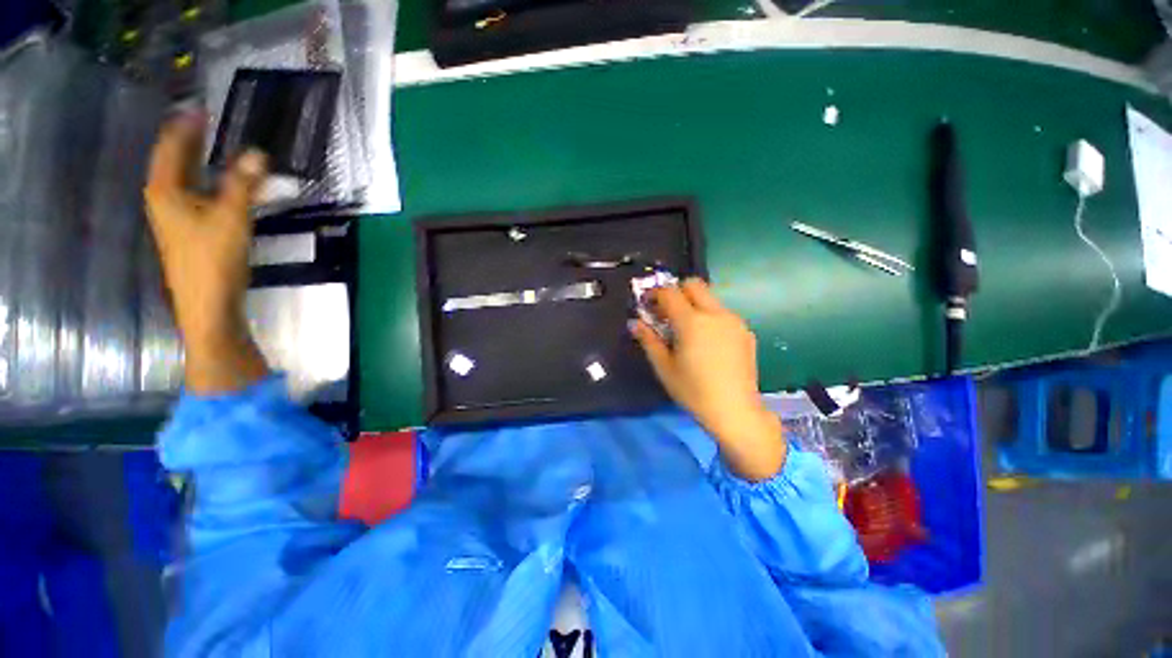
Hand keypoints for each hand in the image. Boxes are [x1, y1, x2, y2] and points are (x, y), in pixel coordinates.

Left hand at [144, 112, 269, 393]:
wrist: (208, 306)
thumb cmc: (213, 260)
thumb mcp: (232, 218)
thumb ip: (244, 185)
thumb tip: (258, 153)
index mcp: (165, 190)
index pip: (171, 147)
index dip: (185, 126)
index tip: (200, 108)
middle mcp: (165, 200)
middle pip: (175, 162)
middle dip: (190, 141)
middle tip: (209, 123)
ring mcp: (176, 218)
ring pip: (186, 180)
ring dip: (201, 162)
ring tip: (218, 148)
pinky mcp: (190, 233)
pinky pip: (197, 196)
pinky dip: (210, 183)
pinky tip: (225, 185)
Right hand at [633, 278, 785, 480]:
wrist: (735, 411)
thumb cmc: (693, 391)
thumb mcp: (664, 367)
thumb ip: (648, 340)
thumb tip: (634, 322)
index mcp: (692, 321)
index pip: (669, 292)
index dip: (655, 294)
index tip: (647, 304)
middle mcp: (715, 314)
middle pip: (694, 284)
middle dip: (677, 291)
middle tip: (667, 312)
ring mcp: (733, 321)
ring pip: (710, 298)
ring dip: (694, 304)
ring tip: (687, 329)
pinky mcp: (745, 331)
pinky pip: (722, 313)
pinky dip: (709, 316)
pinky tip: (707, 341)